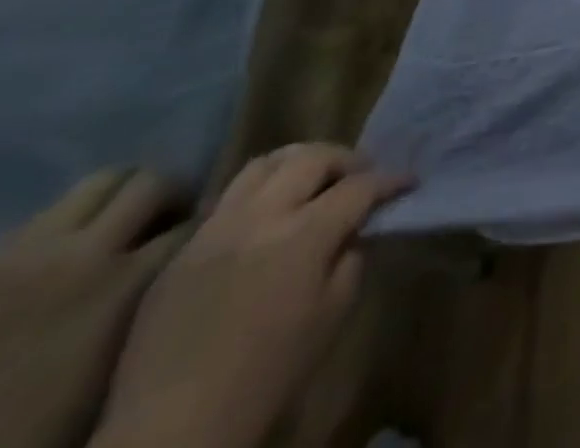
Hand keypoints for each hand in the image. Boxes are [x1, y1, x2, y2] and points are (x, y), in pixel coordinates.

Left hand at [0, 169, 188, 447]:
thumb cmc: (58, 412)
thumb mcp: (132, 347)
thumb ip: (168, 284)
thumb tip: (201, 244)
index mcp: (126, 284)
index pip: (195, 220)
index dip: (206, 225)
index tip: (207, 238)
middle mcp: (82, 256)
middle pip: (152, 183)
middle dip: (169, 197)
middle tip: (167, 224)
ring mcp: (25, 256)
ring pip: (100, 182)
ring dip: (120, 200)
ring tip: (118, 230)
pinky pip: (46, 216)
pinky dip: (70, 224)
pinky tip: (66, 256)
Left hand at [92, 144, 409, 447]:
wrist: (172, 430)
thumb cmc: (268, 374)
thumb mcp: (333, 313)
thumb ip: (350, 255)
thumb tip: (353, 227)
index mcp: (304, 236)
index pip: (361, 185)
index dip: (391, 181)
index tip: (408, 183)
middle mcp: (259, 219)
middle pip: (313, 158)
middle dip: (347, 160)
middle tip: (361, 177)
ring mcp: (214, 231)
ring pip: (265, 164)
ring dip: (299, 164)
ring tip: (312, 183)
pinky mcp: (182, 252)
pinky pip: (228, 200)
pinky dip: (260, 193)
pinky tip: (268, 219)